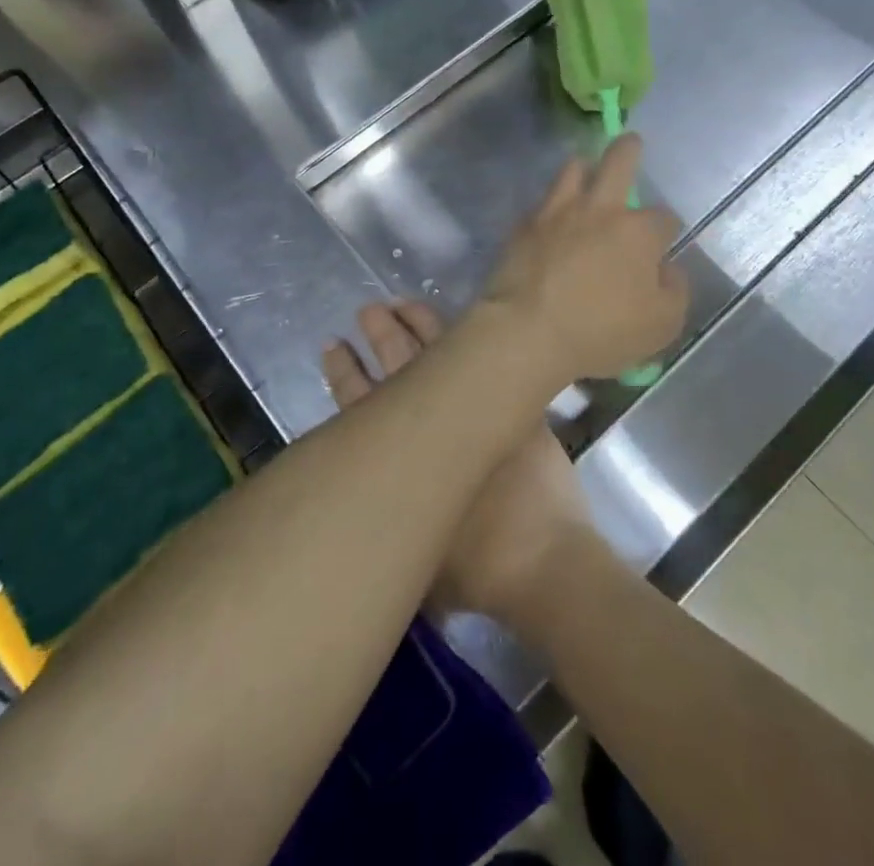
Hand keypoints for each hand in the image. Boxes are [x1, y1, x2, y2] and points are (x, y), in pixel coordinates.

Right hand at [322, 301, 604, 627]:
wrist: (541, 557)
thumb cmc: (475, 569)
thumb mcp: (419, 562)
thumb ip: (399, 529)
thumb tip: (384, 522)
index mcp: (404, 455)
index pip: (362, 403)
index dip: (345, 374)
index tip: (333, 346)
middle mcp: (435, 422)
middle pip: (400, 365)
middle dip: (380, 335)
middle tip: (367, 310)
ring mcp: (478, 406)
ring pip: (440, 351)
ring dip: (417, 325)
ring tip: (400, 304)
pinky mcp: (514, 403)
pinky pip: (486, 359)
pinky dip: (470, 339)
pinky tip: (465, 324)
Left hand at [479, 134, 687, 380]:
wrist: (528, 330)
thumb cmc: (602, 332)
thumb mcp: (662, 325)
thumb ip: (675, 291)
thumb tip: (668, 269)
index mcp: (638, 232)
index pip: (664, 217)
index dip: (666, 228)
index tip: (661, 241)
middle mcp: (600, 210)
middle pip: (619, 161)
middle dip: (629, 149)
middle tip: (630, 142)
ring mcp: (557, 212)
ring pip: (573, 169)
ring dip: (583, 168)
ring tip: (584, 173)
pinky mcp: (524, 225)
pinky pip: (541, 203)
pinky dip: (551, 206)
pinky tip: (550, 219)